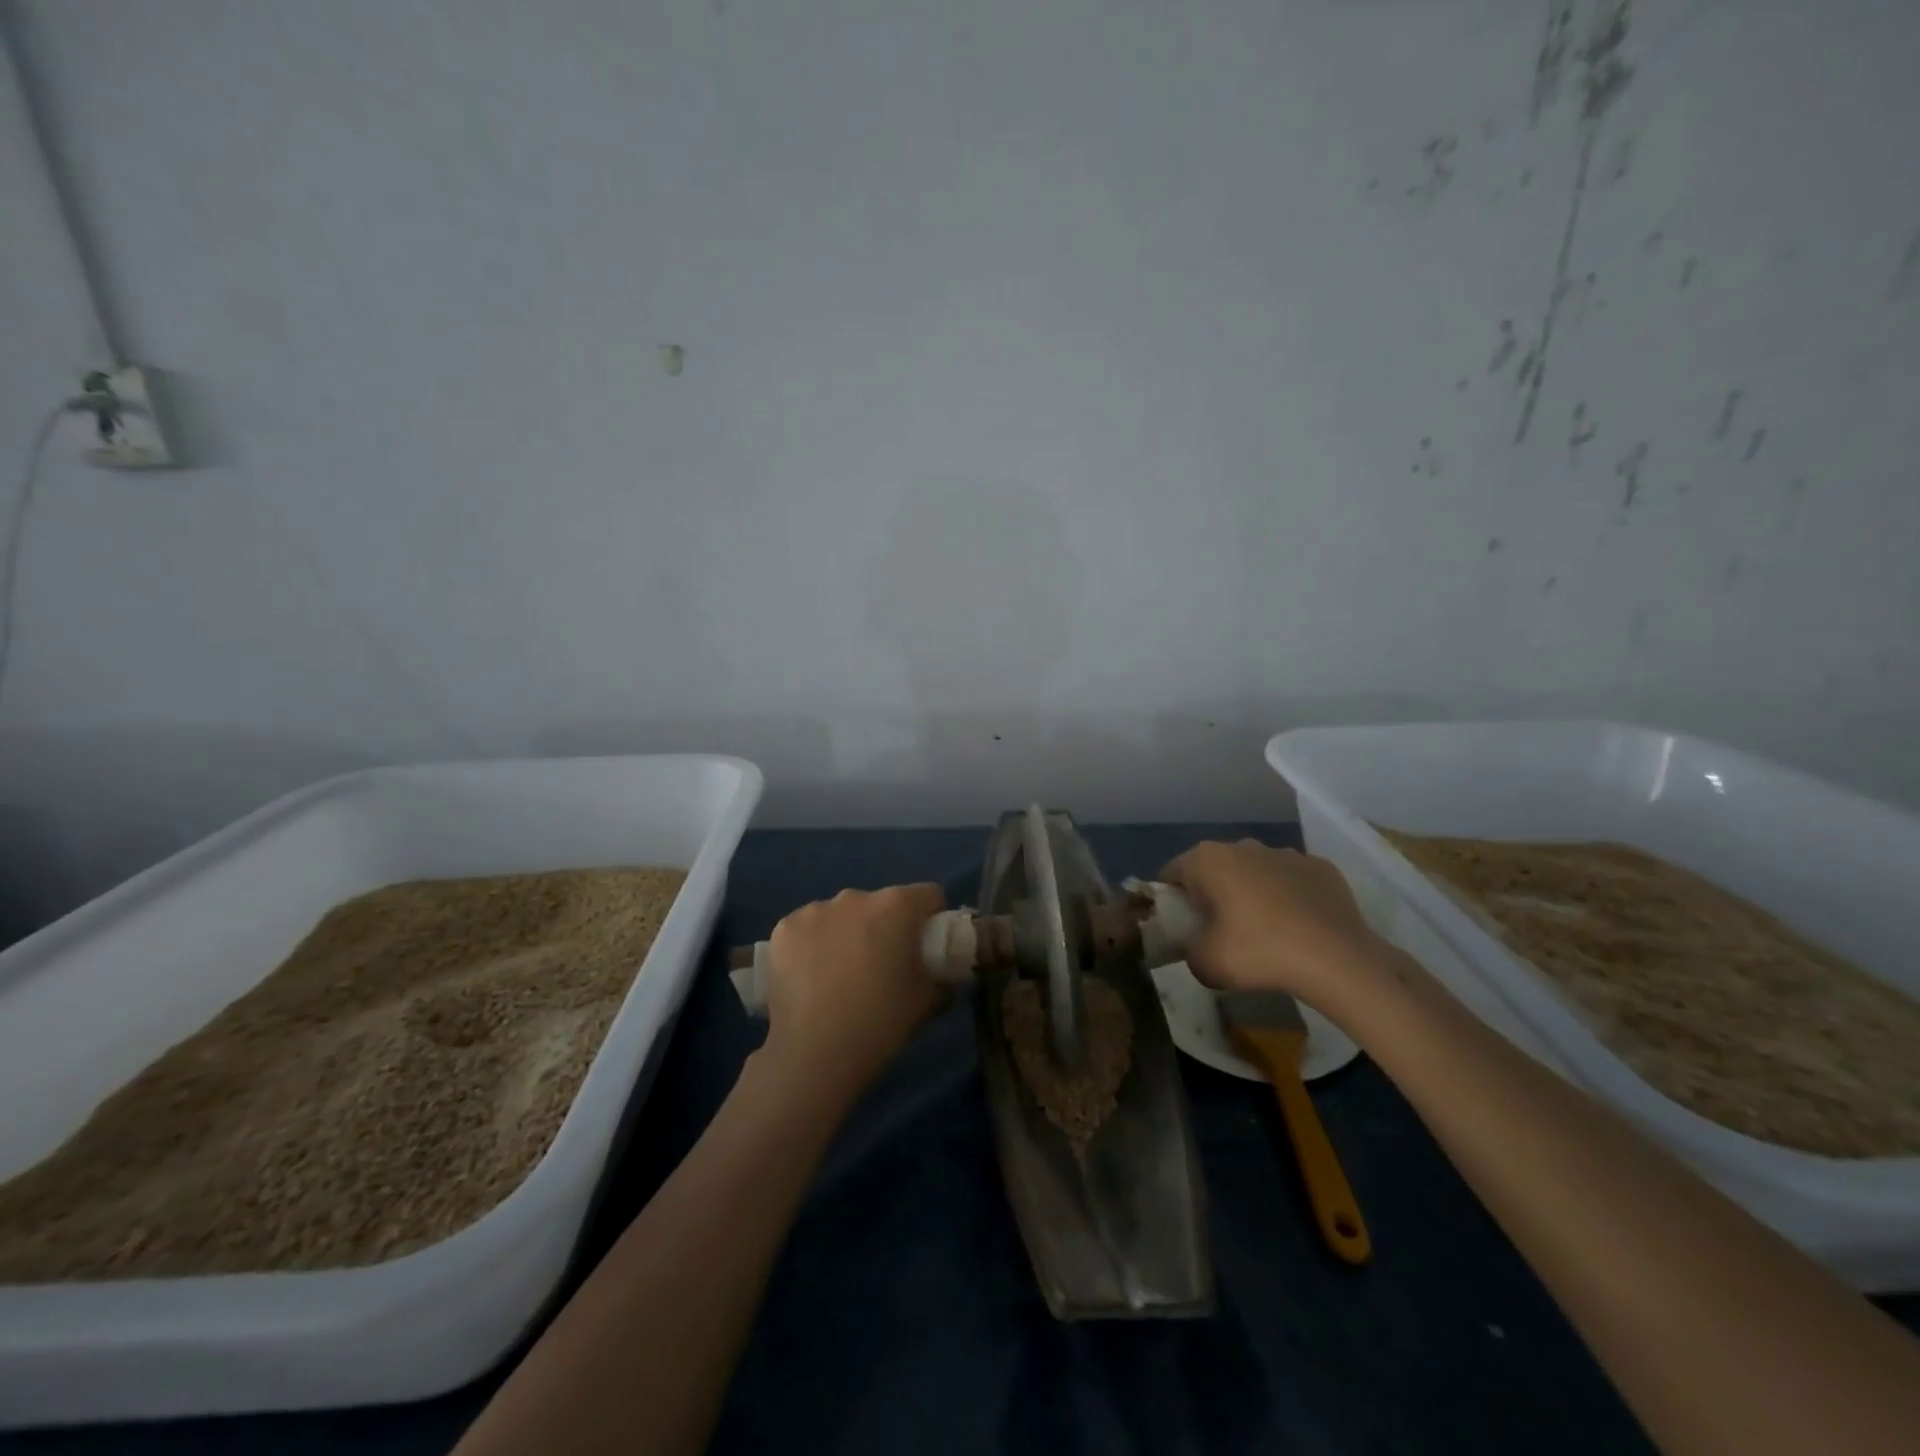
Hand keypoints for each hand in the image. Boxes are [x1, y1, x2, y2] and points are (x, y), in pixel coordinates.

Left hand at [763, 884, 947, 1094]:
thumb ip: (942, 979)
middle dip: (885, 926)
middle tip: (881, 966)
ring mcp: (815, 910)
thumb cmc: (880, 1021)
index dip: (932, 918)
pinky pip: (808, 928)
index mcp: (896, 906)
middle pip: (881, 904)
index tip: (926, 946)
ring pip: (841, 914)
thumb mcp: (928, 1002)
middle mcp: (855, 896)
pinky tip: (810, 977)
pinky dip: (813, 944)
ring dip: (847, 933)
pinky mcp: (783, 928)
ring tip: (840, 975)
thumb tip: (943, 975)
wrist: (814, 1052)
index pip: (929, 895)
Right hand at [1160, 840, 1378, 1002]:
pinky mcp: (1321, 867)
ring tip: (1264, 932)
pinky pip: (1292, 880)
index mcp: (1207, 860)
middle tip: (1221, 931)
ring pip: (1255, 871)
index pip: (1172, 873)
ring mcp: (1285, 853)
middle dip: (1213, 893)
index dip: (1172, 900)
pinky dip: (1289, 897)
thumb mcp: (1204, 963)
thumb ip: (1188, 948)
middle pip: (1215, 868)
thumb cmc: (1259, 952)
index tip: (1183, 927)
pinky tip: (1298, 927)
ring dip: (1252, 893)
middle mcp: (1243, 845)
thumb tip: (1196, 945)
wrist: (1337, 960)